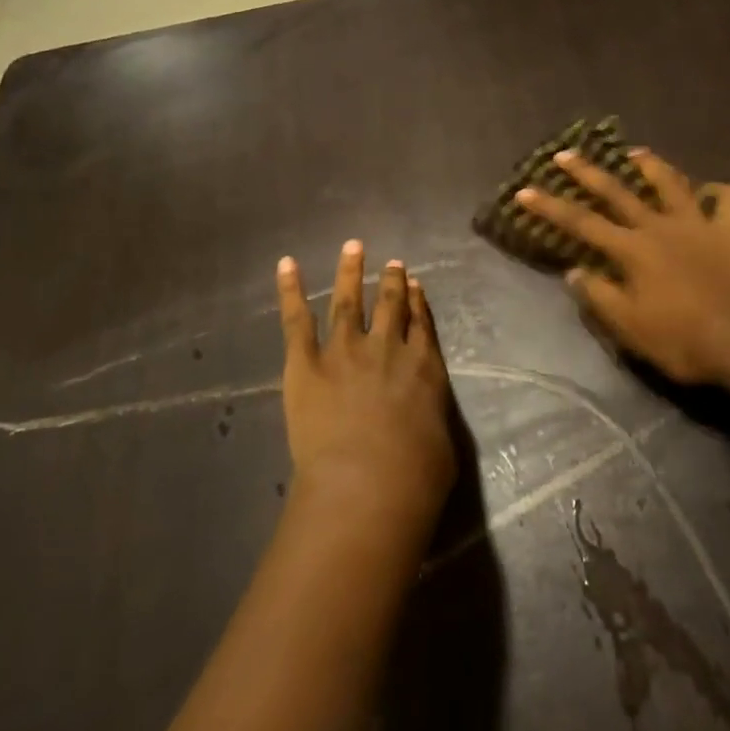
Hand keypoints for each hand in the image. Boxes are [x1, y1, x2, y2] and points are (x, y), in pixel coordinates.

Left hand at [276, 241, 455, 532]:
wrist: (367, 483)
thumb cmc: (415, 477)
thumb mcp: (442, 446)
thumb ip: (432, 420)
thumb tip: (425, 418)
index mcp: (424, 366)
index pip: (422, 323)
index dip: (418, 301)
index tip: (415, 282)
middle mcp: (387, 348)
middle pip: (391, 305)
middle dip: (392, 281)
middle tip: (393, 262)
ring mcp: (345, 351)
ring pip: (349, 302)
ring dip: (351, 272)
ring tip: (353, 247)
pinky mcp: (306, 364)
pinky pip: (296, 320)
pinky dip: (290, 290)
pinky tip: (287, 264)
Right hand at [515, 150, 729, 395]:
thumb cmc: (683, 342)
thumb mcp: (630, 329)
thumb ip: (600, 296)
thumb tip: (574, 271)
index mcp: (633, 250)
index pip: (581, 223)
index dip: (550, 206)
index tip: (524, 190)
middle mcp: (662, 226)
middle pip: (618, 192)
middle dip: (588, 172)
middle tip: (566, 153)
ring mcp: (701, 224)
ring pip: (672, 183)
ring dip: (651, 165)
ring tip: (635, 152)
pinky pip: (729, 200)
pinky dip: (718, 193)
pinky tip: (710, 193)